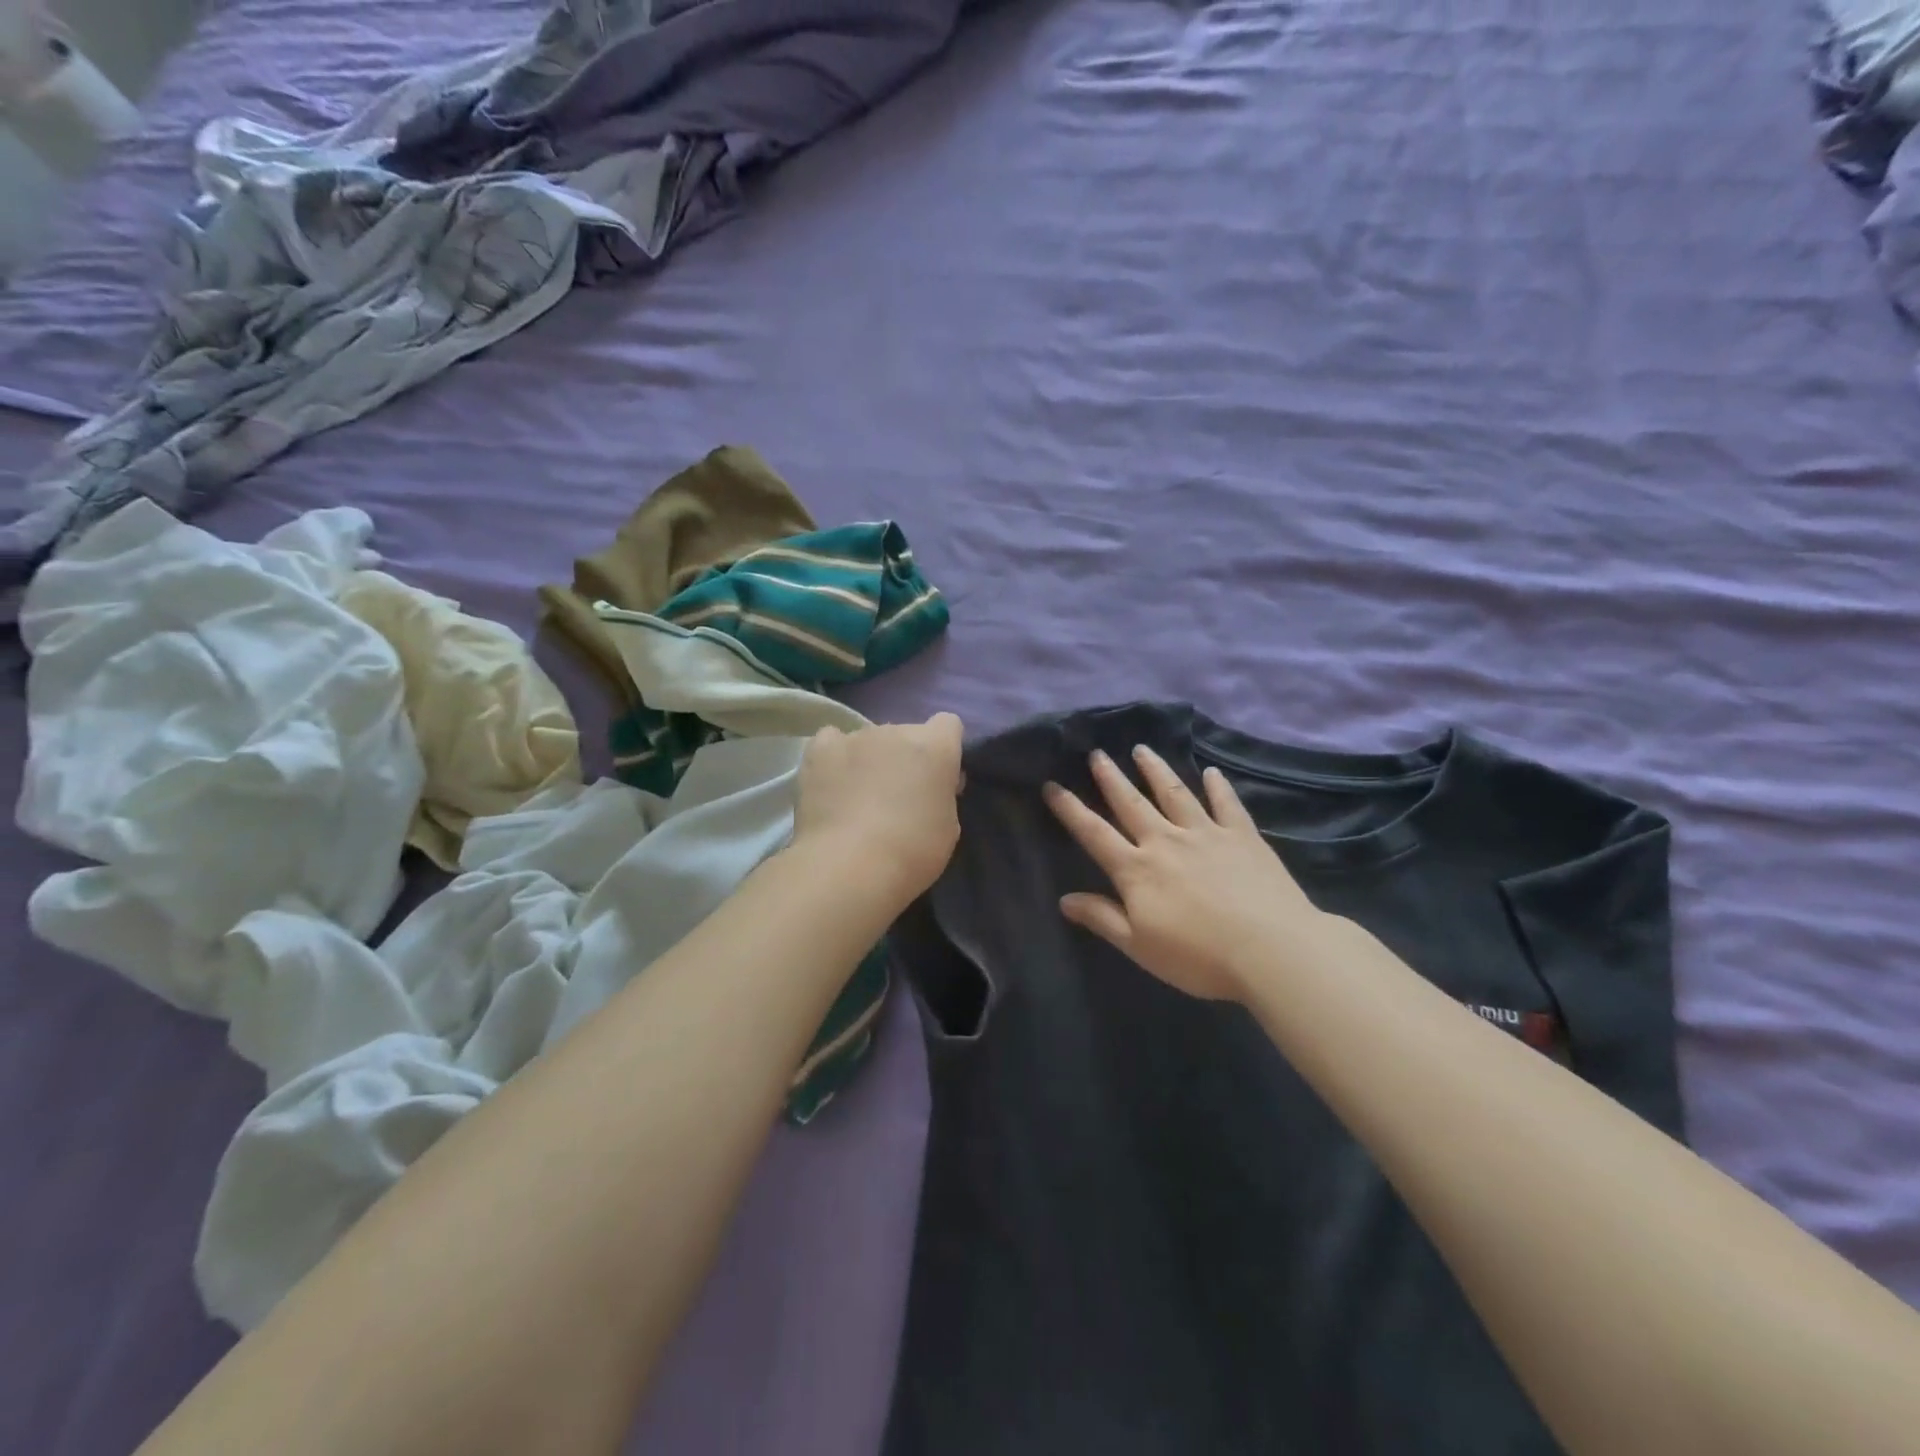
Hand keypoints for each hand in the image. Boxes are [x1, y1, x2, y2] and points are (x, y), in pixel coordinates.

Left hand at [793, 713, 964, 905]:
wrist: (850, 866)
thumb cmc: (912, 852)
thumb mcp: (948, 827)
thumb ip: (942, 794)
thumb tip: (930, 785)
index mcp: (935, 746)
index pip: (948, 725)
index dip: (944, 749)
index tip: (937, 778)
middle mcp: (897, 730)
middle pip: (906, 734)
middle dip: (905, 757)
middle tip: (897, 795)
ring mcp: (855, 736)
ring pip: (869, 740)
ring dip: (870, 759)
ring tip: (857, 796)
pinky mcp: (820, 749)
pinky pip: (831, 741)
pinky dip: (834, 757)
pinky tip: (832, 782)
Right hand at [1044, 745, 1326, 1001]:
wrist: (1271, 949)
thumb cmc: (1198, 956)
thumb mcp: (1139, 946)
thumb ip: (1102, 918)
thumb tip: (1065, 899)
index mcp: (1137, 870)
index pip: (1094, 834)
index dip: (1071, 810)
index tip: (1052, 786)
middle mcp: (1166, 841)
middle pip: (1131, 804)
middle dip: (1110, 778)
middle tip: (1096, 754)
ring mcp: (1206, 834)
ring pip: (1174, 794)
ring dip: (1156, 770)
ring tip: (1141, 749)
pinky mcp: (1242, 836)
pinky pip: (1226, 804)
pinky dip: (1217, 786)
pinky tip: (1211, 772)